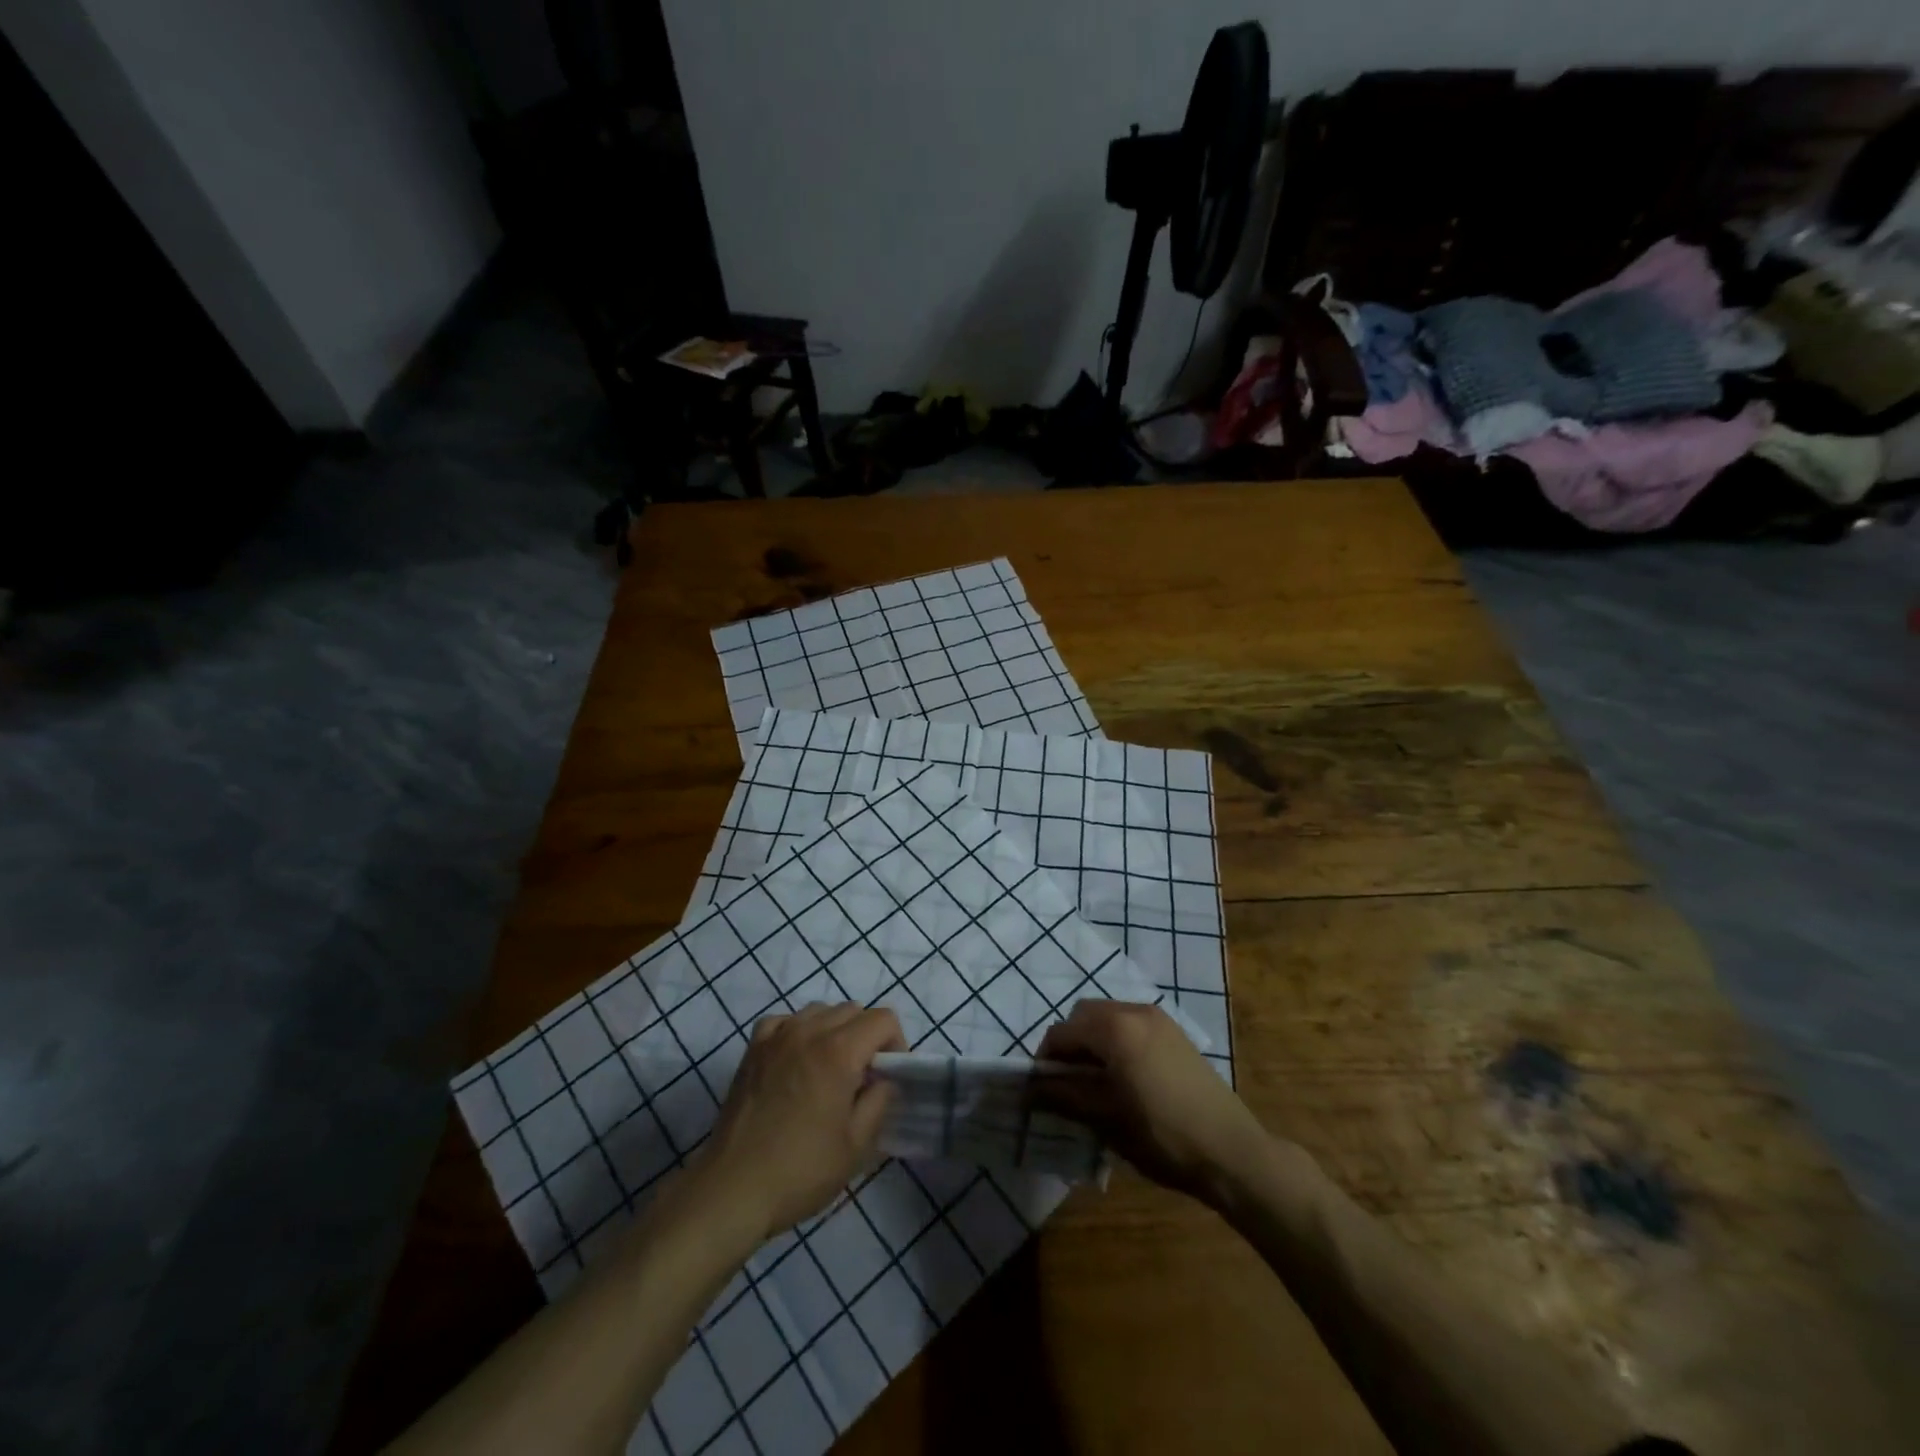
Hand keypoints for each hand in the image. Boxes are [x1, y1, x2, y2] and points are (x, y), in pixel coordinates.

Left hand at [693, 1003, 904, 1241]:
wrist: (733, 1188)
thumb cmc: (801, 1170)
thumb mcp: (856, 1145)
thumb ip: (880, 1101)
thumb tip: (884, 1080)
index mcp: (839, 1051)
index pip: (883, 1019)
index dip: (896, 1043)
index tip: (890, 1075)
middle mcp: (809, 1031)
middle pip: (853, 1010)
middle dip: (868, 1037)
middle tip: (863, 1077)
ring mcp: (777, 1036)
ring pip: (820, 1010)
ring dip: (835, 1030)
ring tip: (830, 1069)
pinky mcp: (753, 1048)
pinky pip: (786, 1021)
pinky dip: (799, 1031)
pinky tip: (797, 1060)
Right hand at [1036, 1000, 1270, 1206]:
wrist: (1232, 1151)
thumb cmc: (1162, 1136)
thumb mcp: (1105, 1119)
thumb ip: (1063, 1097)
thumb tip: (1026, 1091)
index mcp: (1114, 1028)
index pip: (1061, 1033)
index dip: (1045, 1060)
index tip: (1042, 1091)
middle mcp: (1134, 1011)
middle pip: (1083, 1016)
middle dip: (1069, 1045)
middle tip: (1067, 1084)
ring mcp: (1158, 1018)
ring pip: (1108, 1017)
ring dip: (1093, 1041)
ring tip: (1095, 1083)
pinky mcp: (1175, 1032)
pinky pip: (1131, 1024)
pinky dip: (1116, 1041)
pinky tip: (1124, 1077)